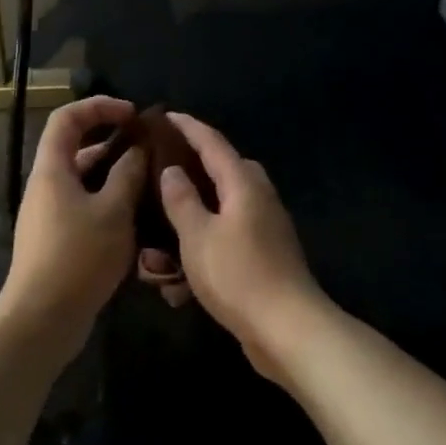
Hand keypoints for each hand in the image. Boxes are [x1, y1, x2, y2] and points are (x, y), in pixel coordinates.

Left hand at [0, 96, 145, 352]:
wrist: (43, 318)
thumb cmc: (78, 257)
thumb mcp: (114, 211)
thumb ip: (128, 174)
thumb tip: (138, 149)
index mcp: (52, 170)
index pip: (68, 118)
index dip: (99, 106)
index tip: (133, 114)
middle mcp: (47, 187)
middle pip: (77, 149)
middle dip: (114, 143)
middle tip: (150, 150)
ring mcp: (50, 215)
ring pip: (86, 182)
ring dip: (117, 177)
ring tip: (153, 184)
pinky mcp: (58, 240)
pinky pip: (86, 207)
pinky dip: (111, 203)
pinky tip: (139, 219)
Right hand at [146, 114, 327, 382]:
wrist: (287, 328)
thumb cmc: (238, 275)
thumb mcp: (197, 236)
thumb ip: (181, 199)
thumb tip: (173, 170)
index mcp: (243, 183)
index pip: (212, 142)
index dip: (188, 127)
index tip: (165, 116)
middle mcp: (258, 198)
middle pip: (221, 173)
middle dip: (190, 176)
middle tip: (159, 180)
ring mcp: (266, 228)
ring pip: (221, 212)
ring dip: (191, 226)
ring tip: (158, 248)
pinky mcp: (265, 256)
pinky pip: (227, 241)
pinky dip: (203, 252)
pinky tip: (178, 283)